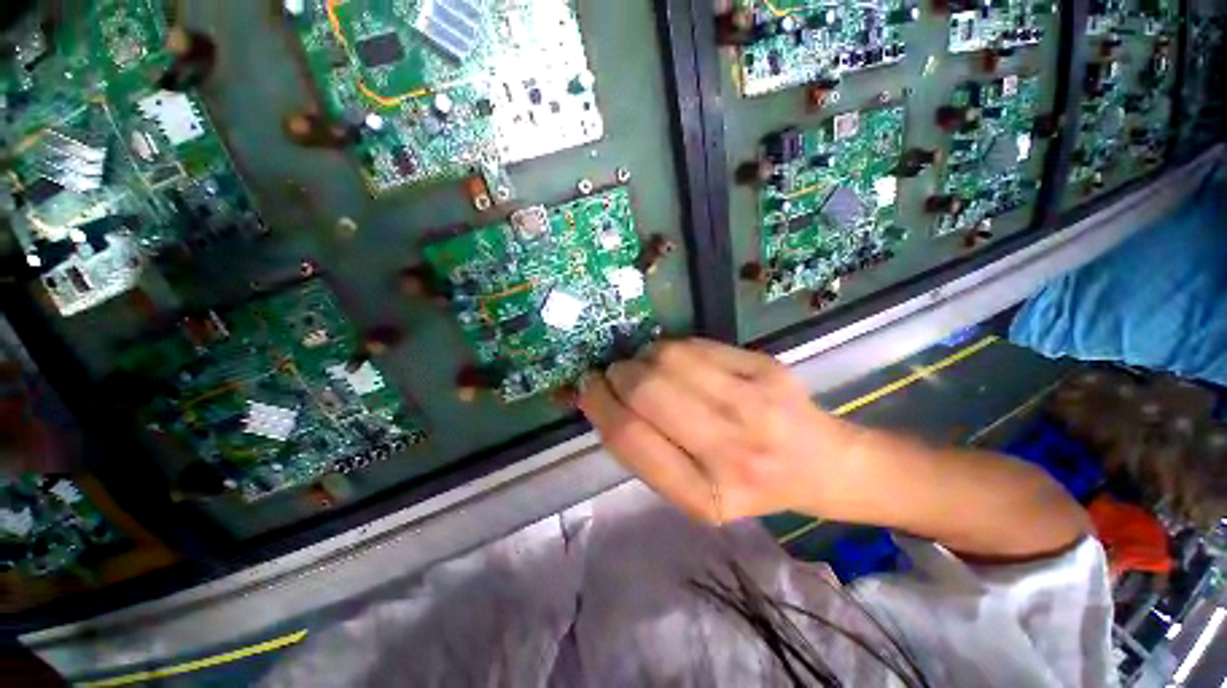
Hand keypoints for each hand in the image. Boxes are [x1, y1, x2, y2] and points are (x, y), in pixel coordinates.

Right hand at [578, 338, 855, 522]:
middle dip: (618, 374)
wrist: (818, 463)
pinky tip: (678, 361)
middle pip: (646, 390)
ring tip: (647, 367)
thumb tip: (600, 398)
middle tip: (616, 374)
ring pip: (667, 358)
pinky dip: (672, 349)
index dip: (599, 405)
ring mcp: (753, 403)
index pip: (629, 437)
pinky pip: (696, 345)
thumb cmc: (745, 484)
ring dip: (642, 357)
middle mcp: (730, 450)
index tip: (587, 388)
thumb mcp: (689, 490)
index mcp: (702, 495)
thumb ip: (643, 450)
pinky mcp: (765, 368)